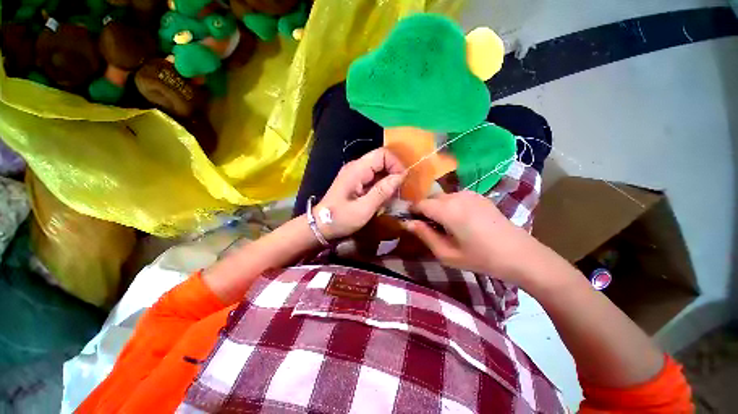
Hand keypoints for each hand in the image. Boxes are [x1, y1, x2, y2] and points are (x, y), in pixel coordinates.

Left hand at [315, 148, 404, 239]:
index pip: (382, 154)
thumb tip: (401, 176)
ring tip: (392, 196)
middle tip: (399, 191)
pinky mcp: (356, 182)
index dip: (396, 164)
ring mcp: (355, 174)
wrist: (321, 226)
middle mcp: (356, 167)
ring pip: (379, 169)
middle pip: (381, 160)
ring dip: (389, 180)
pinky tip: (383, 198)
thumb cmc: (341, 219)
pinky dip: (382, 186)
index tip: (402, 181)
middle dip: (394, 173)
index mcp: (357, 169)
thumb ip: (382, 191)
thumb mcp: (364, 208)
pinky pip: (374, 178)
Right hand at [404, 191, 542, 282]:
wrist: (519, 254)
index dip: (412, 212)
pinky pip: (456, 197)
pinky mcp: (479, 196)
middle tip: (429, 228)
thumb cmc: (480, 258)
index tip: (411, 222)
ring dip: (438, 208)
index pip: (420, 204)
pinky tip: (459, 221)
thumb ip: (425, 235)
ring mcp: (469, 194)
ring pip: (443, 197)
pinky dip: (450, 205)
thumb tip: (408, 223)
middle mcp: (456, 196)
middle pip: (431, 198)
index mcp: (447, 210)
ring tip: (445, 226)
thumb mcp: (447, 253)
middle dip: (425, 210)